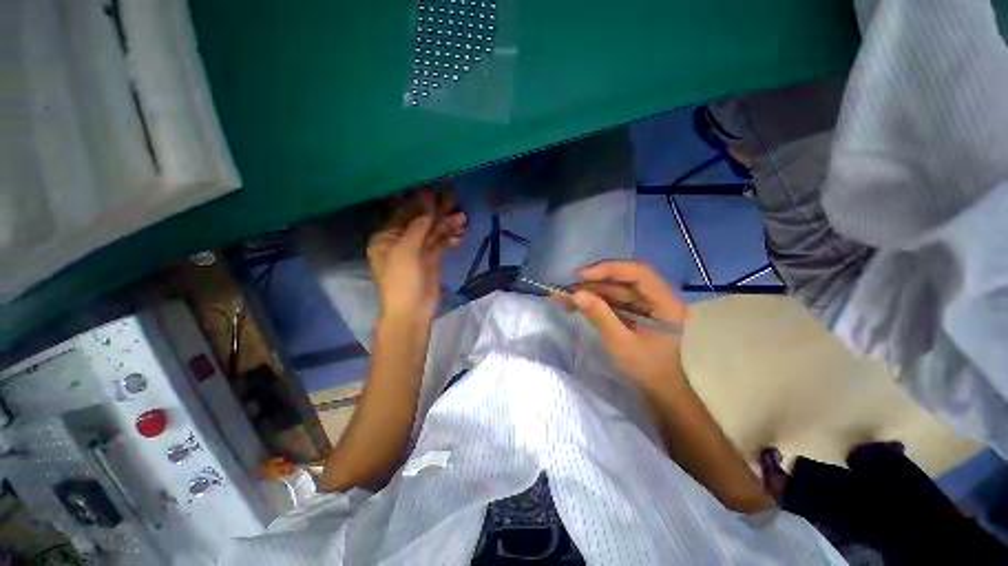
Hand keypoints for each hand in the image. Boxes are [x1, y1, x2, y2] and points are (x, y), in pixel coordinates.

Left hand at [367, 189, 465, 324]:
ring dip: (447, 224)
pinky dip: (450, 239)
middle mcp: (401, 241)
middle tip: (454, 199)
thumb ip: (417, 227)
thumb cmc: (402, 280)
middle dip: (437, 211)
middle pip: (421, 221)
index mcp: (386, 238)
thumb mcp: (406, 251)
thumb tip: (428, 206)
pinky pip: (441, 244)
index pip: (403, 214)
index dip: (419, 202)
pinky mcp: (431, 259)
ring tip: (463, 217)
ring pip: (433, 232)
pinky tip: (461, 235)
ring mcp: (417, 251)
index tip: (435, 191)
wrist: (412, 312)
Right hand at [568, 261, 688, 392]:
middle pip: (623, 278)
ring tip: (565, 298)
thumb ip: (600, 316)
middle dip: (593, 282)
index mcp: (665, 302)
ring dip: (589, 291)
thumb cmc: (647, 368)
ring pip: (614, 288)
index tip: (582, 276)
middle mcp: (657, 296)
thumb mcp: (621, 343)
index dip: (609, 269)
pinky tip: (575, 305)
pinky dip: (593, 300)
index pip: (638, 272)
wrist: (660, 388)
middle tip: (567, 289)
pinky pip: (611, 298)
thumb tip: (576, 294)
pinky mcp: (633, 309)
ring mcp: (644, 302)